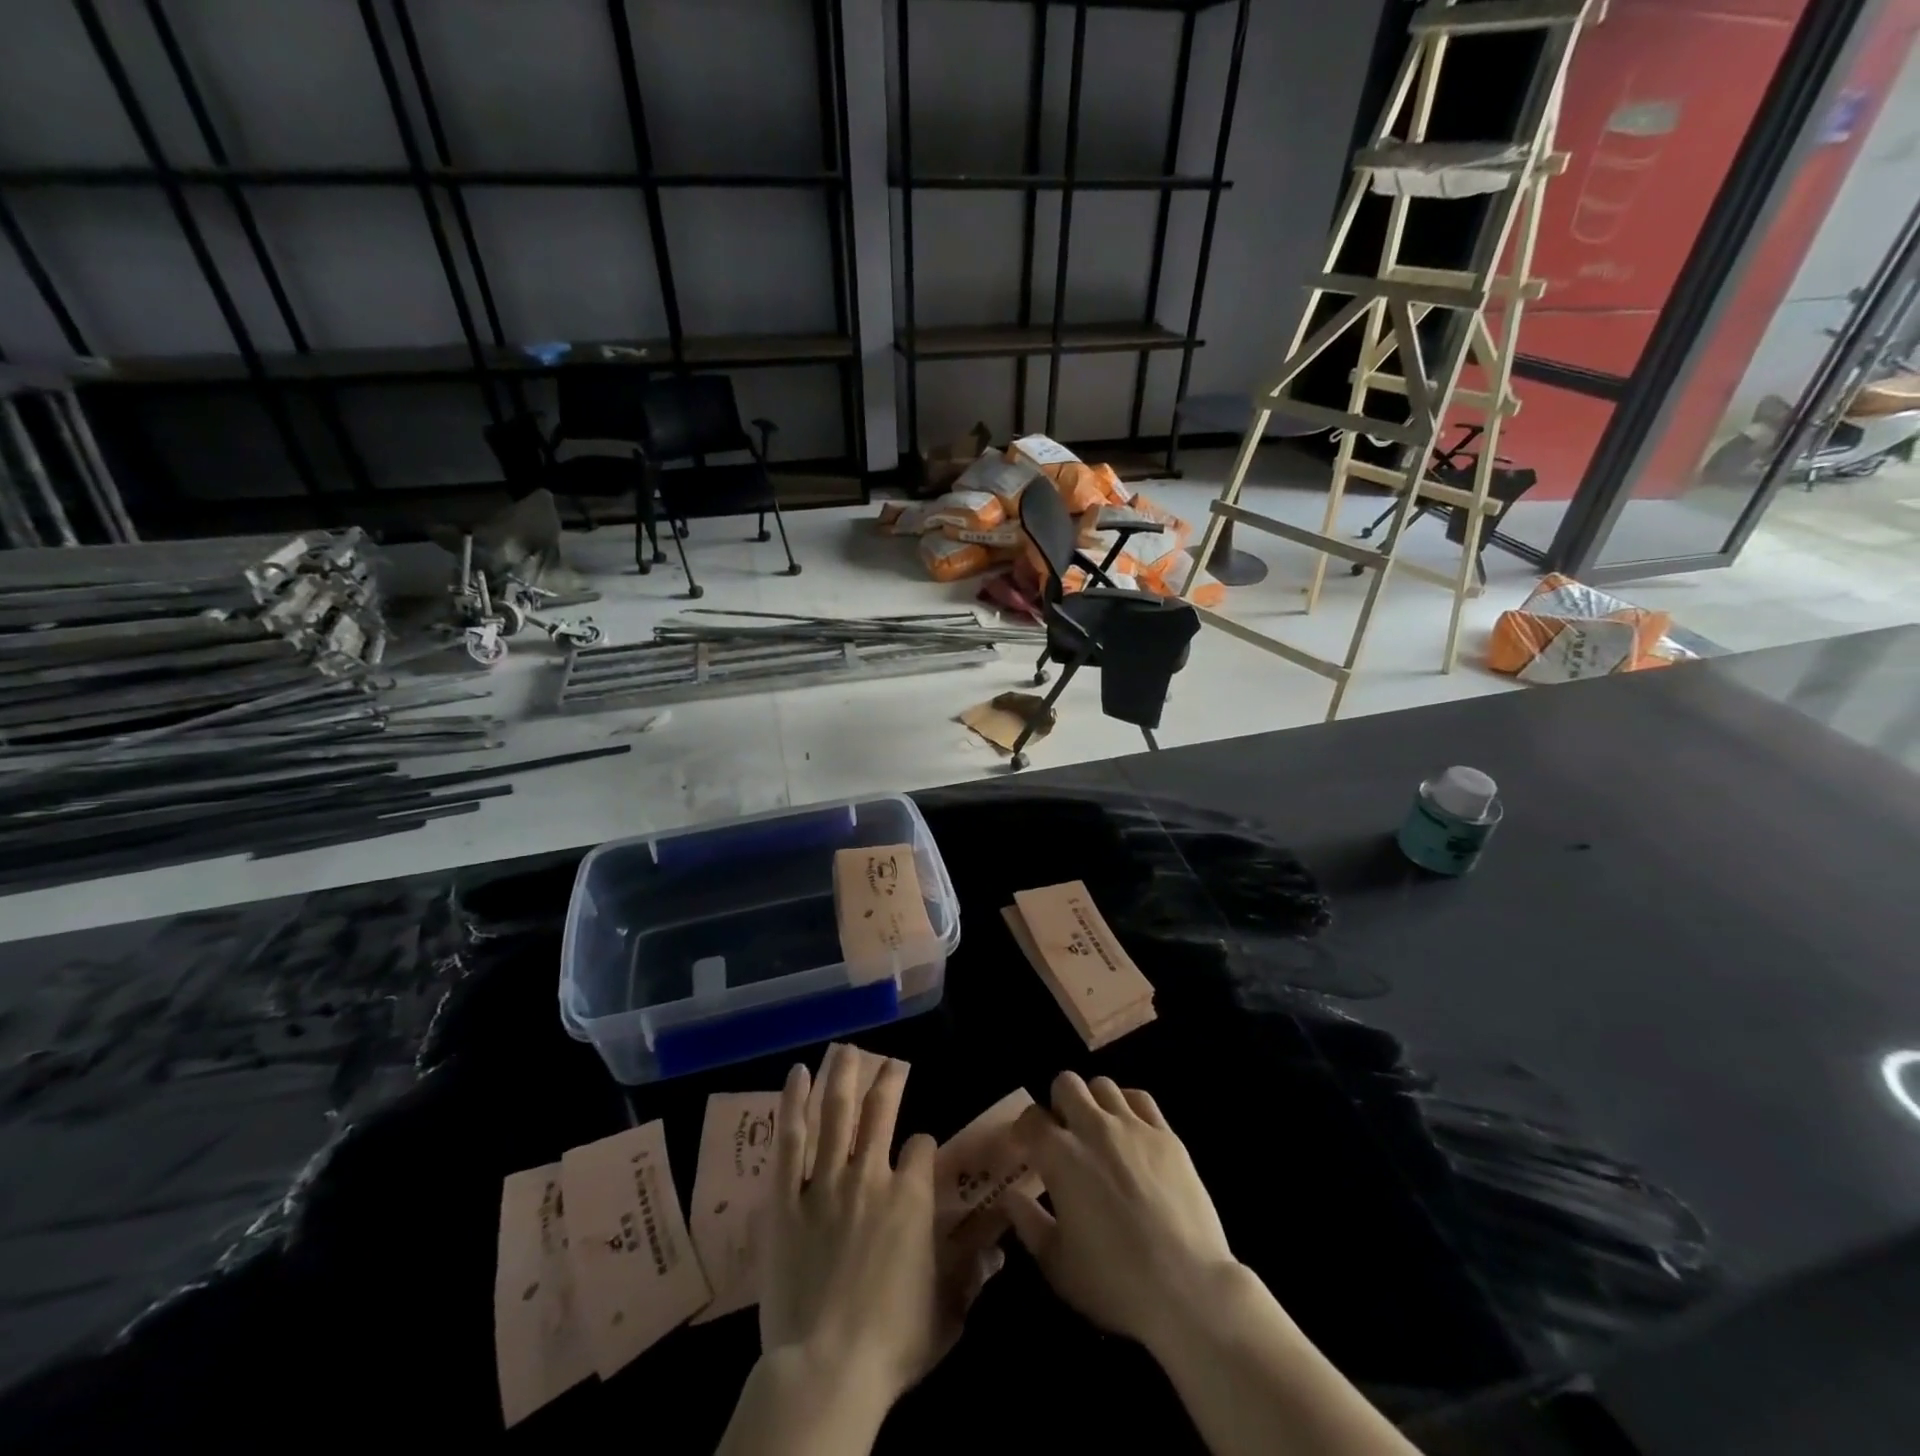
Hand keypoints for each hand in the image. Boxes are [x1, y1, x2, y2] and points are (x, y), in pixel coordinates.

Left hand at [758, 1057, 1000, 1412]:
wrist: (825, 1369)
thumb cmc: (893, 1345)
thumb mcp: (948, 1312)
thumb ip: (972, 1273)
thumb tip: (999, 1247)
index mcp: (911, 1197)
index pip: (923, 1147)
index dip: (924, 1146)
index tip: (920, 1151)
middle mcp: (870, 1175)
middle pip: (880, 1112)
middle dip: (887, 1081)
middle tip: (888, 1060)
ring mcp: (825, 1182)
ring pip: (835, 1114)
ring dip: (842, 1077)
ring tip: (845, 1050)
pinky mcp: (785, 1199)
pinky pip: (790, 1141)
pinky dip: (793, 1104)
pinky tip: (796, 1075)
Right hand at [1002, 1071, 1239, 1350]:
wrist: (1187, 1288)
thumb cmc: (1114, 1282)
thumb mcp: (1057, 1264)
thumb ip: (1028, 1223)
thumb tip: (1010, 1196)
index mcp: (1060, 1155)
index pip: (1031, 1119)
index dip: (1024, 1129)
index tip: (1026, 1146)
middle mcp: (1093, 1128)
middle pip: (1066, 1084)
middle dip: (1058, 1102)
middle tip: (1063, 1133)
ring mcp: (1133, 1126)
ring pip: (1103, 1085)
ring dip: (1093, 1101)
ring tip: (1097, 1129)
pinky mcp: (1166, 1135)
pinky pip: (1140, 1098)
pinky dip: (1128, 1105)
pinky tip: (1130, 1128)